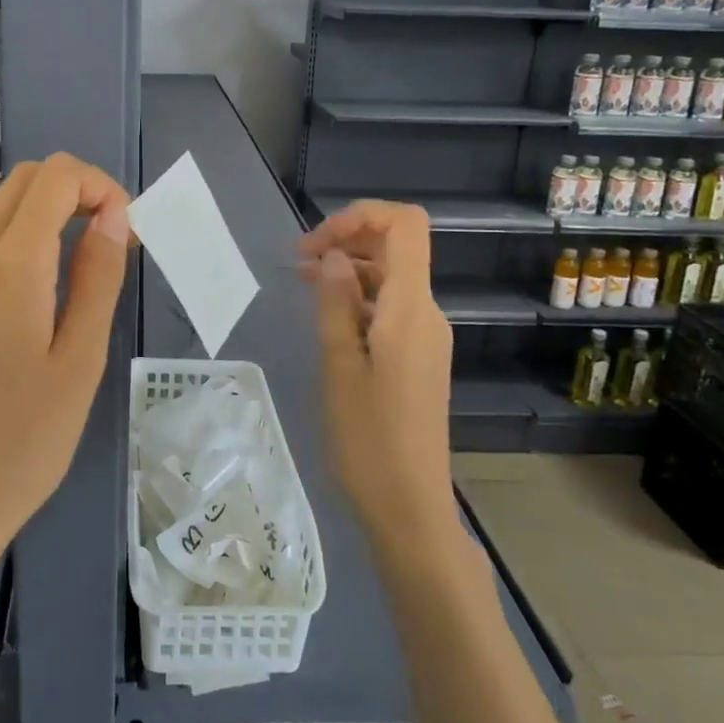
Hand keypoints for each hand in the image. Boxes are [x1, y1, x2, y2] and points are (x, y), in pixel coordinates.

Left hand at [0, 153, 130, 552]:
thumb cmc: (29, 440)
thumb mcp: (82, 359)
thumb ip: (97, 276)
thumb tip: (113, 215)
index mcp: (11, 269)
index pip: (53, 179)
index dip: (98, 185)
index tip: (125, 228)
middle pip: (18, 182)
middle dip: (71, 189)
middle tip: (107, 235)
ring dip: (39, 210)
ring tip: (77, 254)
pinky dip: (13, 238)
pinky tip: (35, 291)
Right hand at [300, 200, 455, 540]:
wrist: (410, 506)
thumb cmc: (368, 439)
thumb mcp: (339, 366)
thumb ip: (335, 304)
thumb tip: (331, 257)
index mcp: (411, 309)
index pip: (405, 226)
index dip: (360, 216)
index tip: (316, 242)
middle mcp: (427, 313)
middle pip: (397, 246)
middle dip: (347, 239)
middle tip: (297, 261)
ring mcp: (426, 336)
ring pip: (391, 277)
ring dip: (349, 269)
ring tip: (302, 283)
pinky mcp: (418, 357)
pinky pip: (391, 307)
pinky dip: (358, 297)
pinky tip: (326, 314)